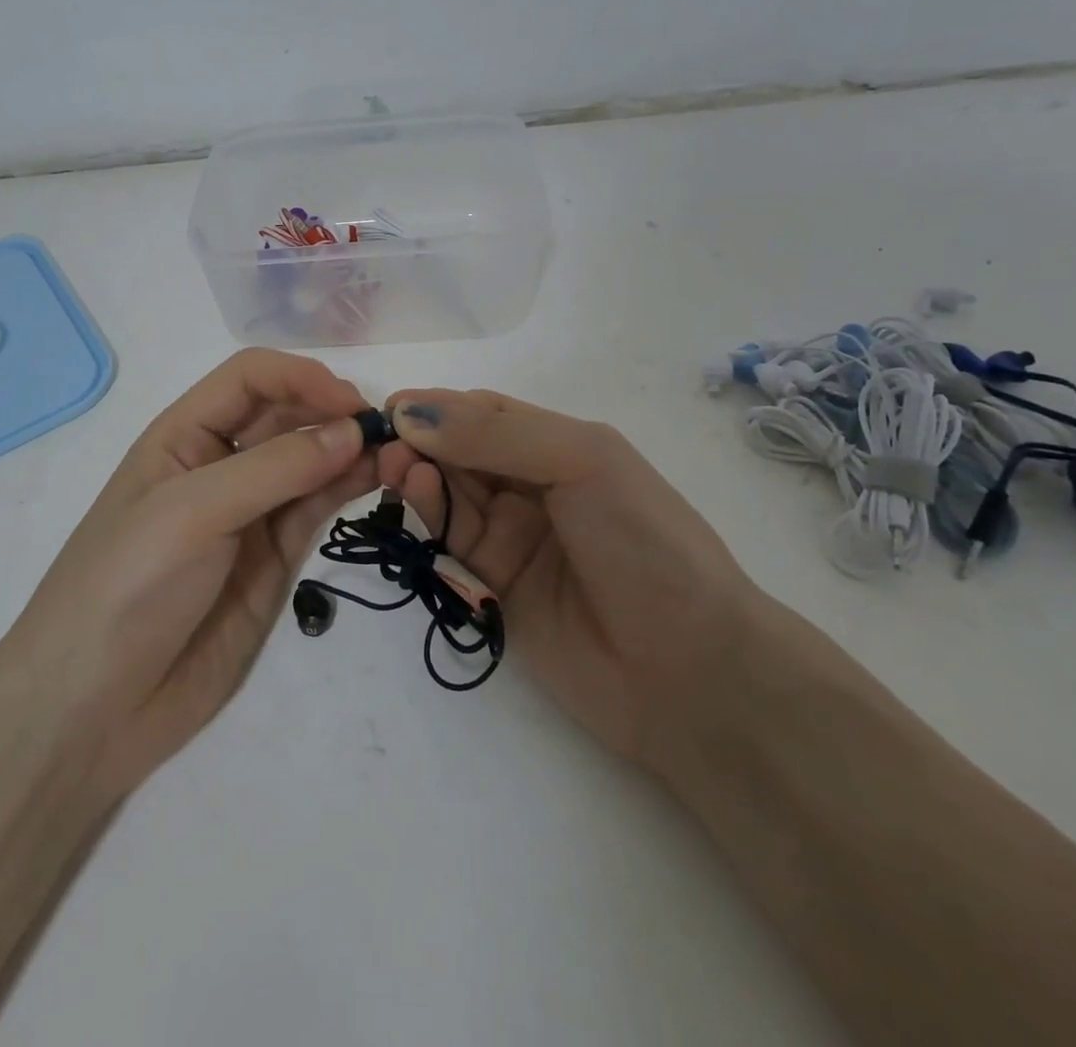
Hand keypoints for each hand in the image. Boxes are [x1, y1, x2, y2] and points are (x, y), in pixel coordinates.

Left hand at [1, 350, 377, 802]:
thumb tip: (353, 430)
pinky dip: (346, 489)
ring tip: (396, 454)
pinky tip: (376, 479)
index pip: (250, 379)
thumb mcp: (192, 513)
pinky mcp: (273, 558)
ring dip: (349, 450)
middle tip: (386, 430)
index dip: (300, 378)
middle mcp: (219, 464)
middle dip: (332, 412)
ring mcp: (249, 513)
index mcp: (183, 435)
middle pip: (285, 415)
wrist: (92, 709)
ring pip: (309, 461)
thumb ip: (275, 469)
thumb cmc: (127, 586)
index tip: (349, 404)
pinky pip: (315, 508)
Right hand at [379, 390, 758, 781]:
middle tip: (385, 440)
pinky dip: (429, 513)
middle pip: (460, 451)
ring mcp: (512, 537)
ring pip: (449, 493)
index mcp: (561, 446)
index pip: (485, 413)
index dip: (440, 407)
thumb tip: (410, 413)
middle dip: (422, 440)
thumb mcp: (582, 461)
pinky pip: (451, 540)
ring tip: (396, 466)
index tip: (393, 406)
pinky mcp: (493, 586)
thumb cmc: (644, 540)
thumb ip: (495, 435)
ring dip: (419, 473)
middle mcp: (532, 486)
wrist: (690, 669)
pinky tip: (415, 492)